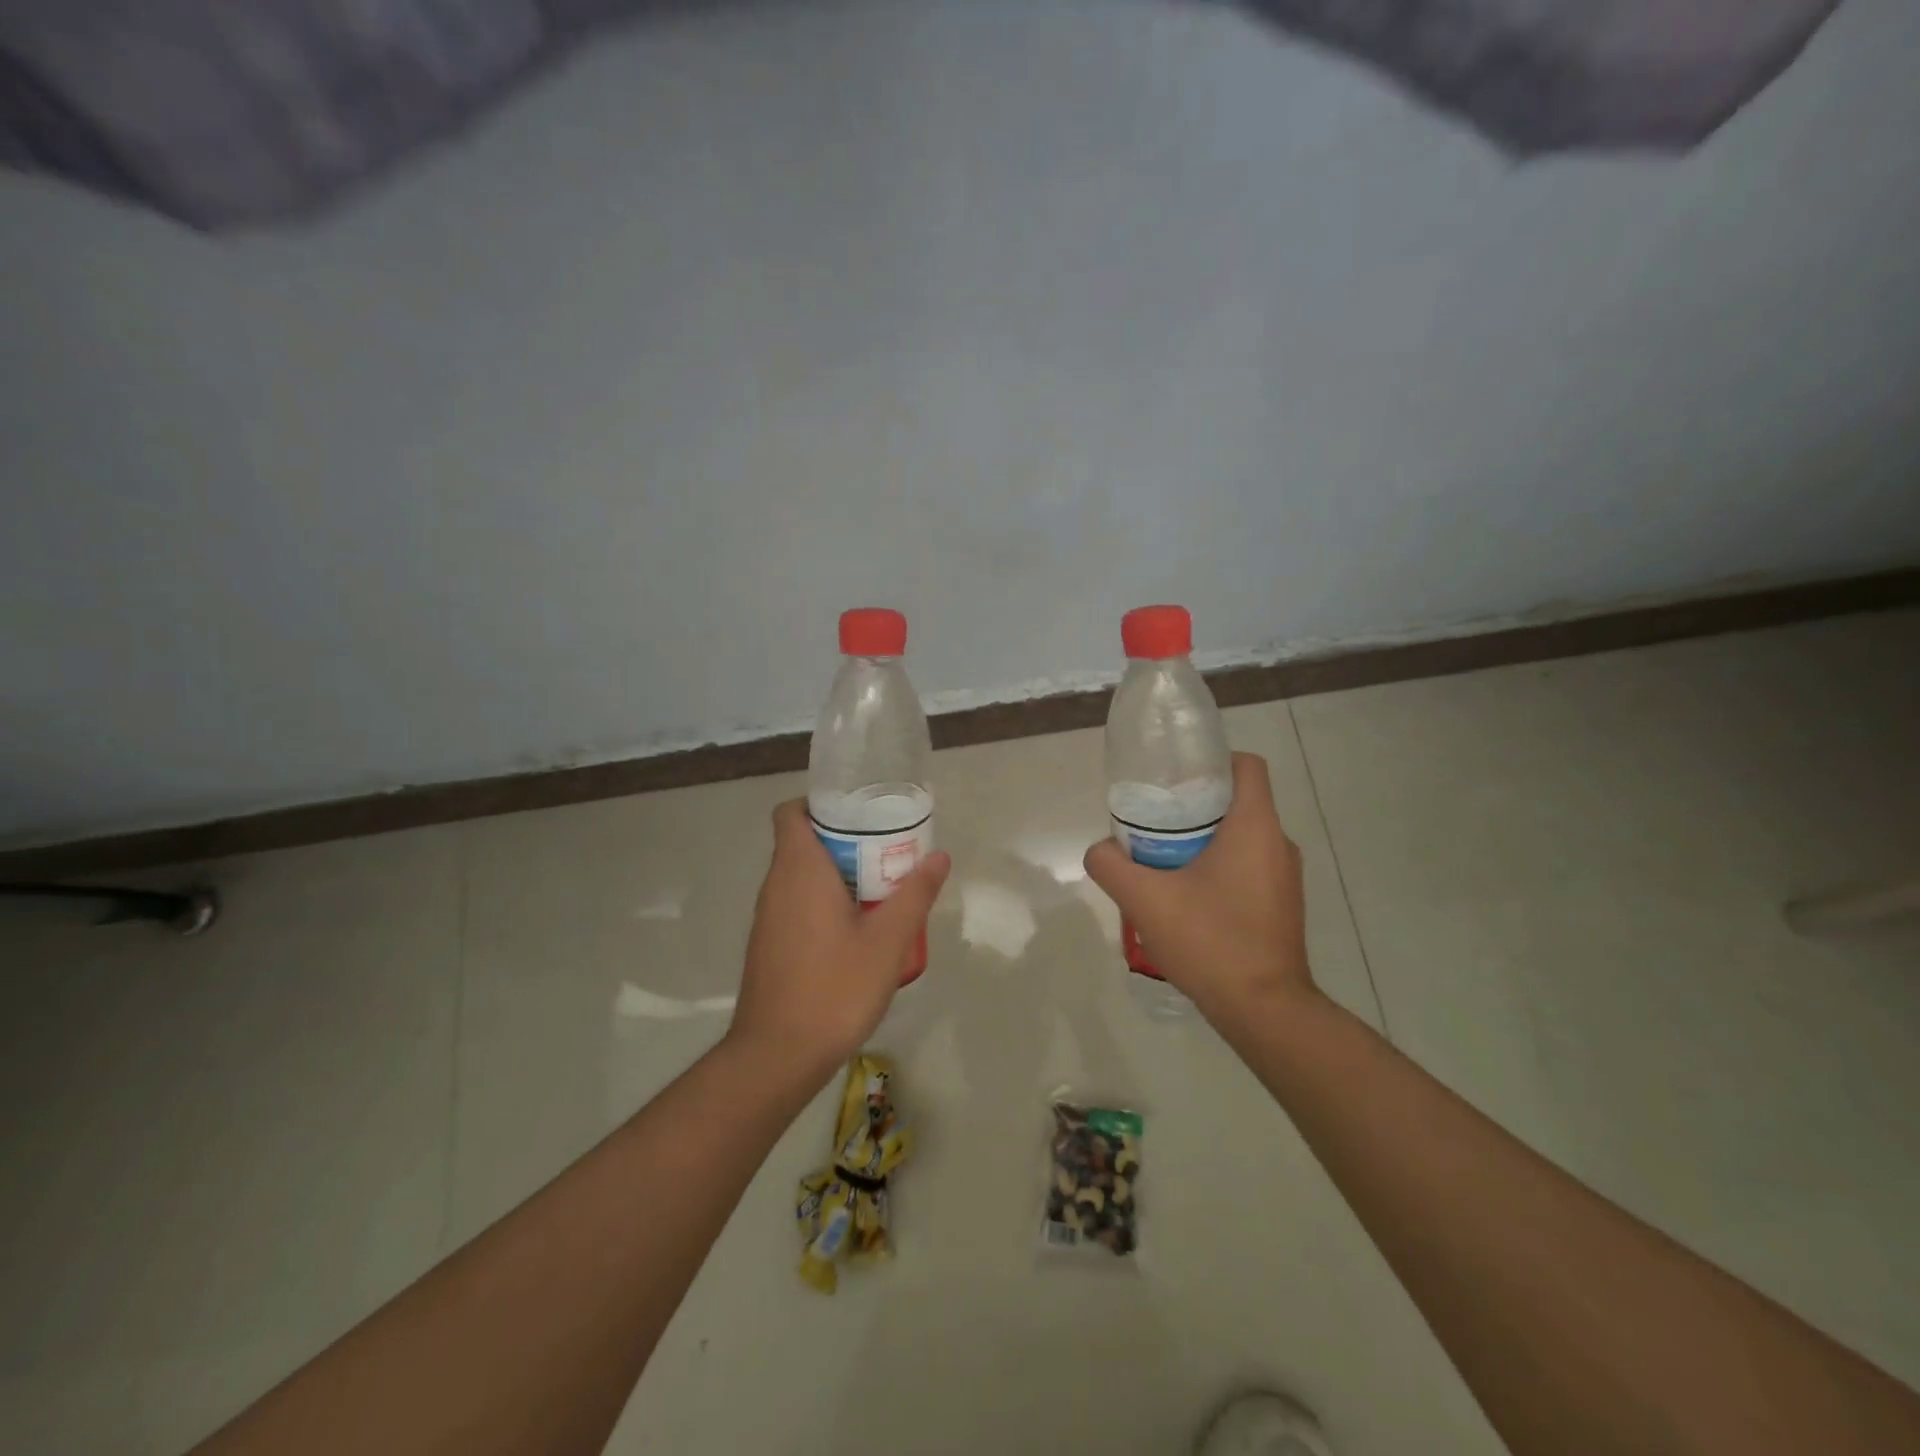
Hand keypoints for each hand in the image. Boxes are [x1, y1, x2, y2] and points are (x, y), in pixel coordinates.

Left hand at [727, 799, 950, 1082]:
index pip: (792, 812)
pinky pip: (797, 903)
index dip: (821, 803)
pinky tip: (857, 928)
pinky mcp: (769, 944)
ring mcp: (768, 917)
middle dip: (844, 839)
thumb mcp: (887, 941)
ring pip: (801, 875)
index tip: (860, 813)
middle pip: (803, 841)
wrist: (777, 1056)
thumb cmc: (834, 988)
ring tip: (880, 886)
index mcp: (799, 870)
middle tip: (887, 850)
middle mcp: (776, 885)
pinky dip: (824, 900)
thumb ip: (915, 894)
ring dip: (837, 872)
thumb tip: (939, 856)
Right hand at [1083, 752, 1313, 1022]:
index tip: (1175, 778)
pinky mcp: (1282, 906)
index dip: (1211, 761)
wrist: (1263, 1010)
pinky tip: (1186, 898)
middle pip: (1237, 802)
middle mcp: (1278, 844)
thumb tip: (1100, 850)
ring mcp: (1285, 878)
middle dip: (1195, 805)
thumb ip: (1111, 864)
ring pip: (1241, 837)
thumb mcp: (1144, 898)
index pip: (1245, 766)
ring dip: (1204, 840)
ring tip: (1163, 861)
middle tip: (1154, 822)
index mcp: (1255, 827)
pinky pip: (1248, 868)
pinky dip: (1218, 869)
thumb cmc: (1210, 940)